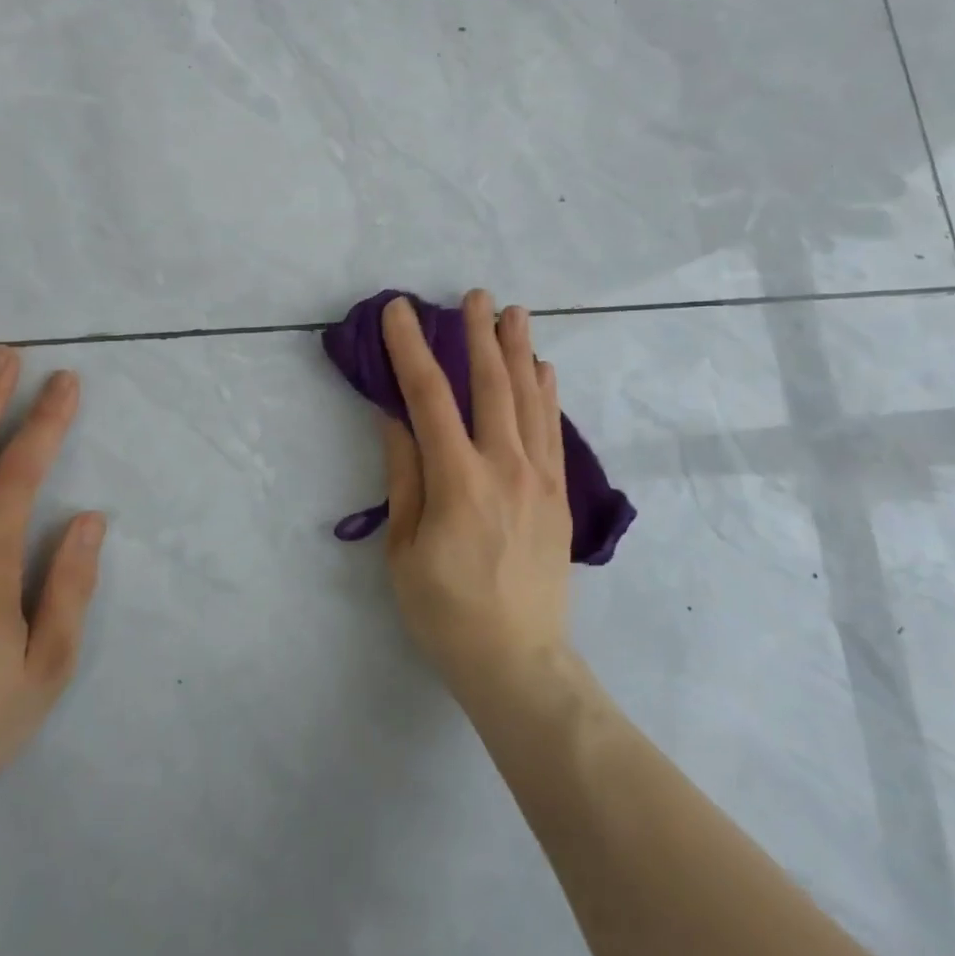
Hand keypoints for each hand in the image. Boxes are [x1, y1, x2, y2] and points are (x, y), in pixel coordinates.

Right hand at [378, 291, 574, 700]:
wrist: (519, 661)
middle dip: (479, 334)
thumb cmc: (446, 611)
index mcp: (459, 480)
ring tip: (513, 312)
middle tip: (473, 295)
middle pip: (492, 384)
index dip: (411, 348)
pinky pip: (554, 429)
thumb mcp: (405, 548)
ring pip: (530, 398)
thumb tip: (395, 416)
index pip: (429, 397)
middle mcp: (505, 466)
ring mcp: (540, 477)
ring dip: (519, 350)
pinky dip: (547, 393)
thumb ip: (405, 475)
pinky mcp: (559, 493)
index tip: (399, 311)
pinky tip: (544, 368)